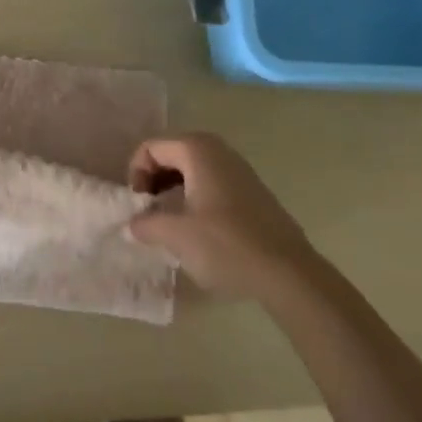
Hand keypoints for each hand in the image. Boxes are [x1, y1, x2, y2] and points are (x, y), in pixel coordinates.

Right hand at [127, 133, 311, 298]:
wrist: (288, 273)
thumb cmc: (226, 245)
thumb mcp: (176, 235)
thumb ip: (146, 224)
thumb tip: (132, 223)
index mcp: (197, 150)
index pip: (150, 148)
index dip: (136, 174)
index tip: (138, 206)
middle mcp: (218, 150)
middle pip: (171, 155)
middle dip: (153, 181)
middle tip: (148, 212)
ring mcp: (239, 170)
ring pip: (192, 170)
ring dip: (173, 191)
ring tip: (169, 223)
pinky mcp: (252, 192)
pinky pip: (211, 183)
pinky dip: (194, 198)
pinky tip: (197, 230)